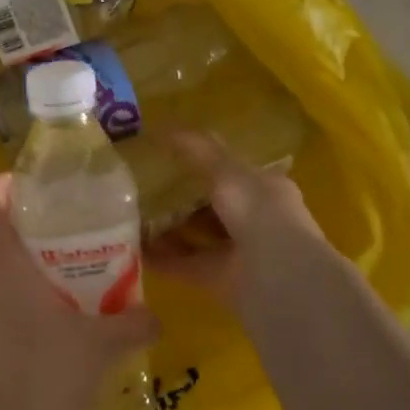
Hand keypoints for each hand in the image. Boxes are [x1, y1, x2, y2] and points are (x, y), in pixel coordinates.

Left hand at [0, 175, 156, 409]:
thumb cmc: (42, 372)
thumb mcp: (100, 346)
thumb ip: (133, 324)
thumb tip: (157, 315)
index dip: (5, 183)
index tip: (38, 187)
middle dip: (17, 220)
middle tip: (58, 226)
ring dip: (11, 257)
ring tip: (55, 267)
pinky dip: (5, 288)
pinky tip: (42, 312)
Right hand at [147, 133, 354, 324]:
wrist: (277, 276)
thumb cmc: (259, 212)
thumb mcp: (227, 171)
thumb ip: (198, 150)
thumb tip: (165, 127)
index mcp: (265, 190)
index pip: (233, 173)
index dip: (205, 164)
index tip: (170, 158)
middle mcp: (254, 221)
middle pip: (211, 207)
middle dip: (180, 200)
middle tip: (142, 189)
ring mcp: (238, 253)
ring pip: (196, 237)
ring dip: (167, 230)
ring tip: (131, 217)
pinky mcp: (220, 281)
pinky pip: (184, 265)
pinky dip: (161, 259)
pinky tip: (134, 249)